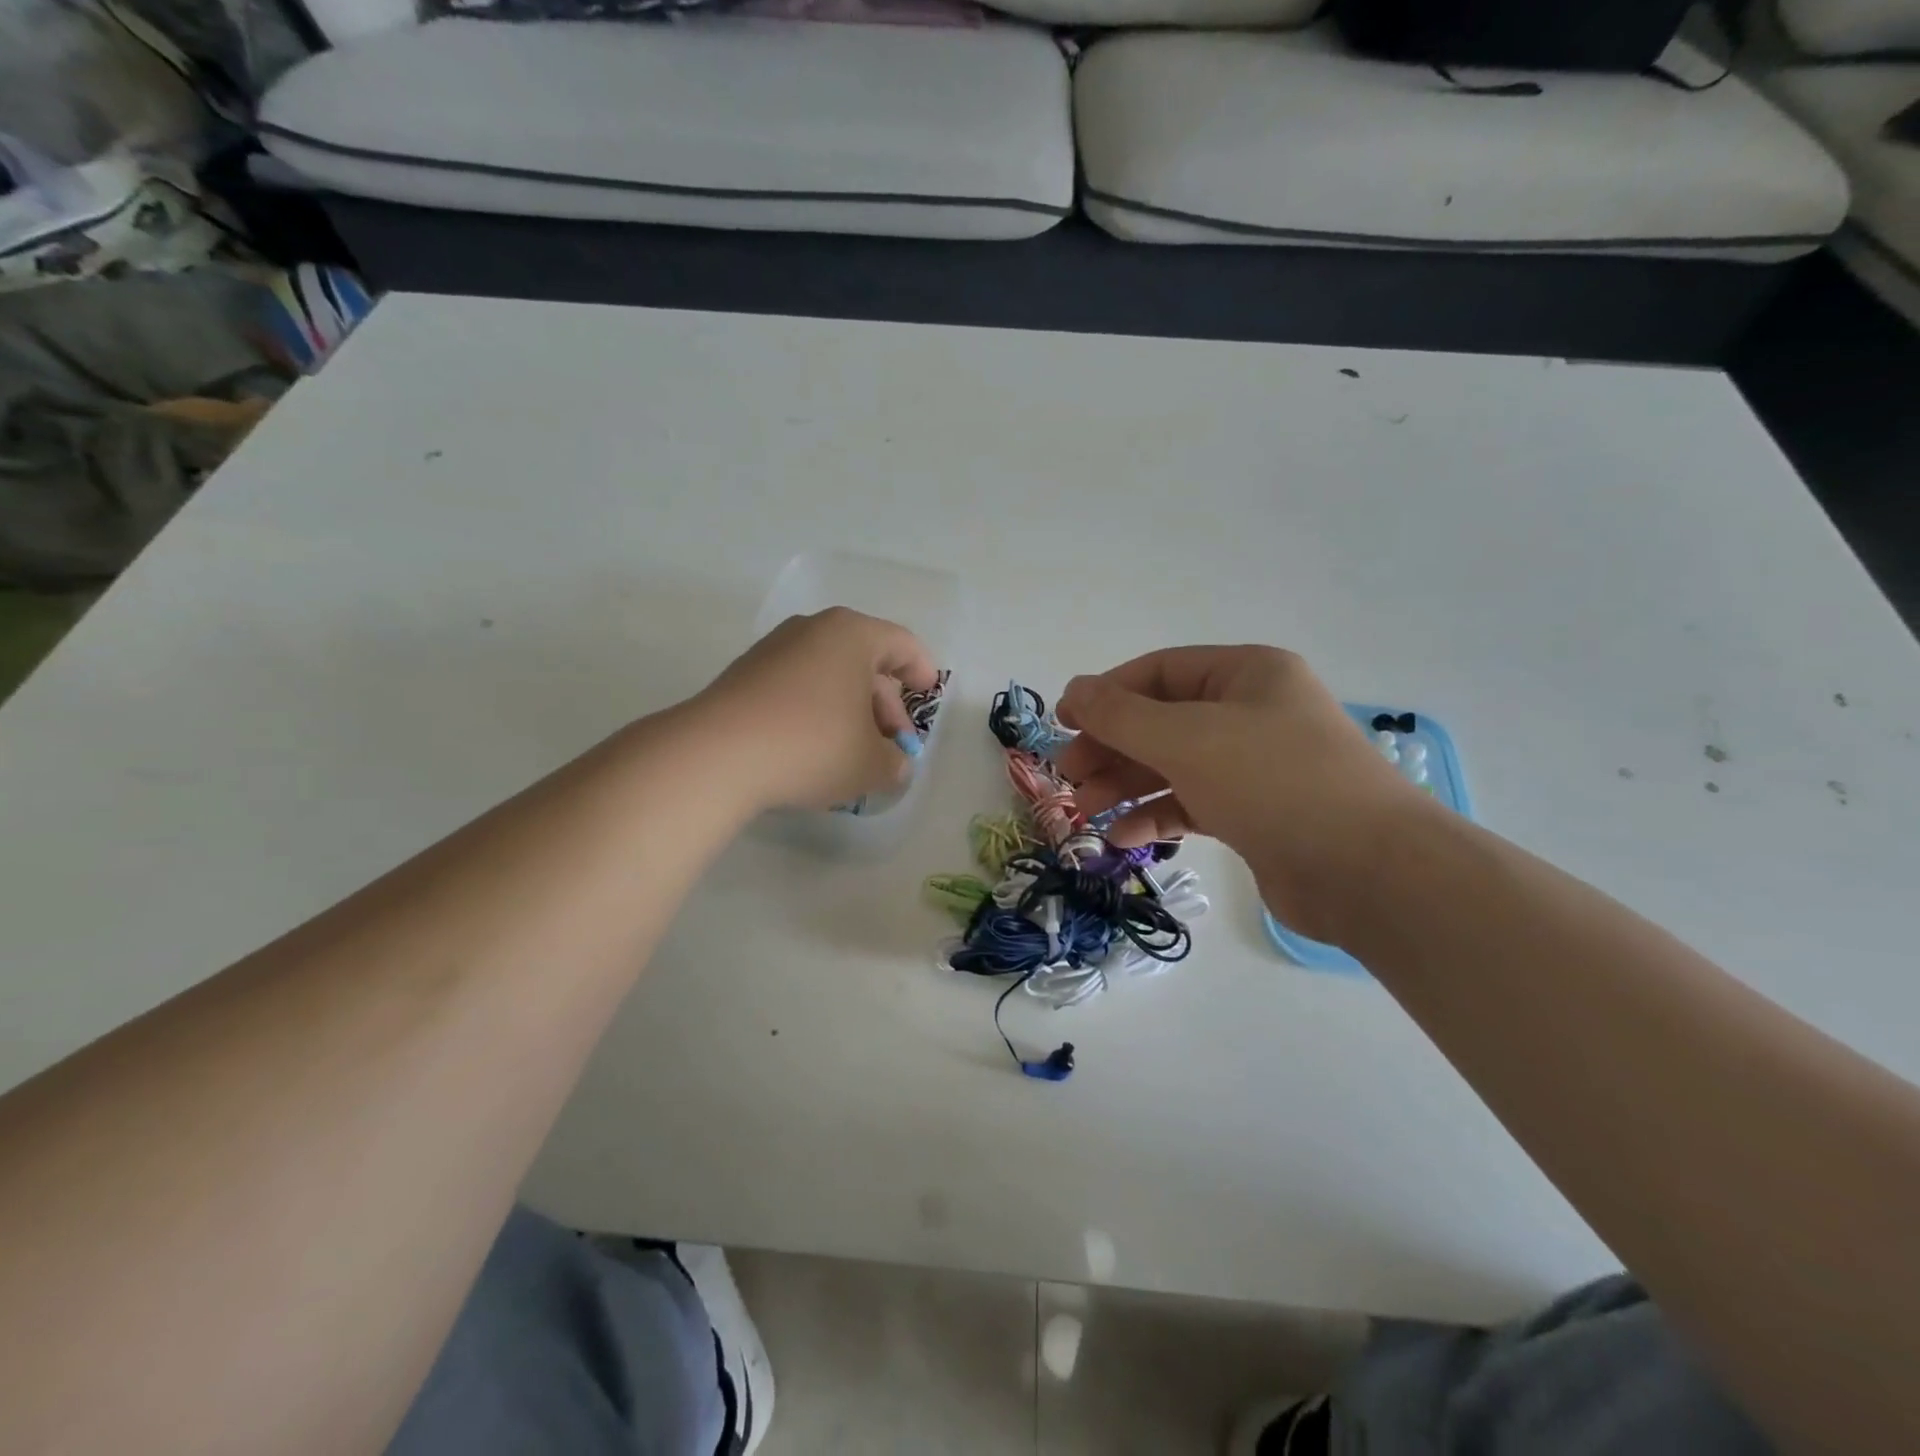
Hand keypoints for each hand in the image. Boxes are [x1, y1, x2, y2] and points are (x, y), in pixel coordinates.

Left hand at [696, 607, 938, 811]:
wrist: (716, 755)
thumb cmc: (812, 746)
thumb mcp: (870, 764)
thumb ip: (894, 763)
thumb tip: (894, 765)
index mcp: (852, 635)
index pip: (901, 644)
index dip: (922, 671)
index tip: (927, 694)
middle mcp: (812, 630)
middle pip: (865, 662)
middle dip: (884, 705)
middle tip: (892, 745)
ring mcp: (773, 650)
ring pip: (829, 676)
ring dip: (850, 711)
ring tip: (855, 753)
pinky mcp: (744, 675)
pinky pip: (798, 687)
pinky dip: (816, 712)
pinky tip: (815, 750)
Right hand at [1056, 646, 1431, 943]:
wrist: (1368, 871)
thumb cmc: (1274, 782)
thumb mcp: (1187, 738)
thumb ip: (1121, 714)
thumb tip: (1074, 688)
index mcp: (1246, 674)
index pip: (1159, 671)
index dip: (1106, 693)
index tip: (1063, 722)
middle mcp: (1251, 712)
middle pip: (1161, 720)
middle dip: (1111, 747)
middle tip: (1068, 776)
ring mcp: (1254, 765)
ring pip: (1173, 765)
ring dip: (1126, 785)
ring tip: (1083, 811)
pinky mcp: (1254, 813)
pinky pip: (1192, 803)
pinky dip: (1156, 816)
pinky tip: (1122, 838)